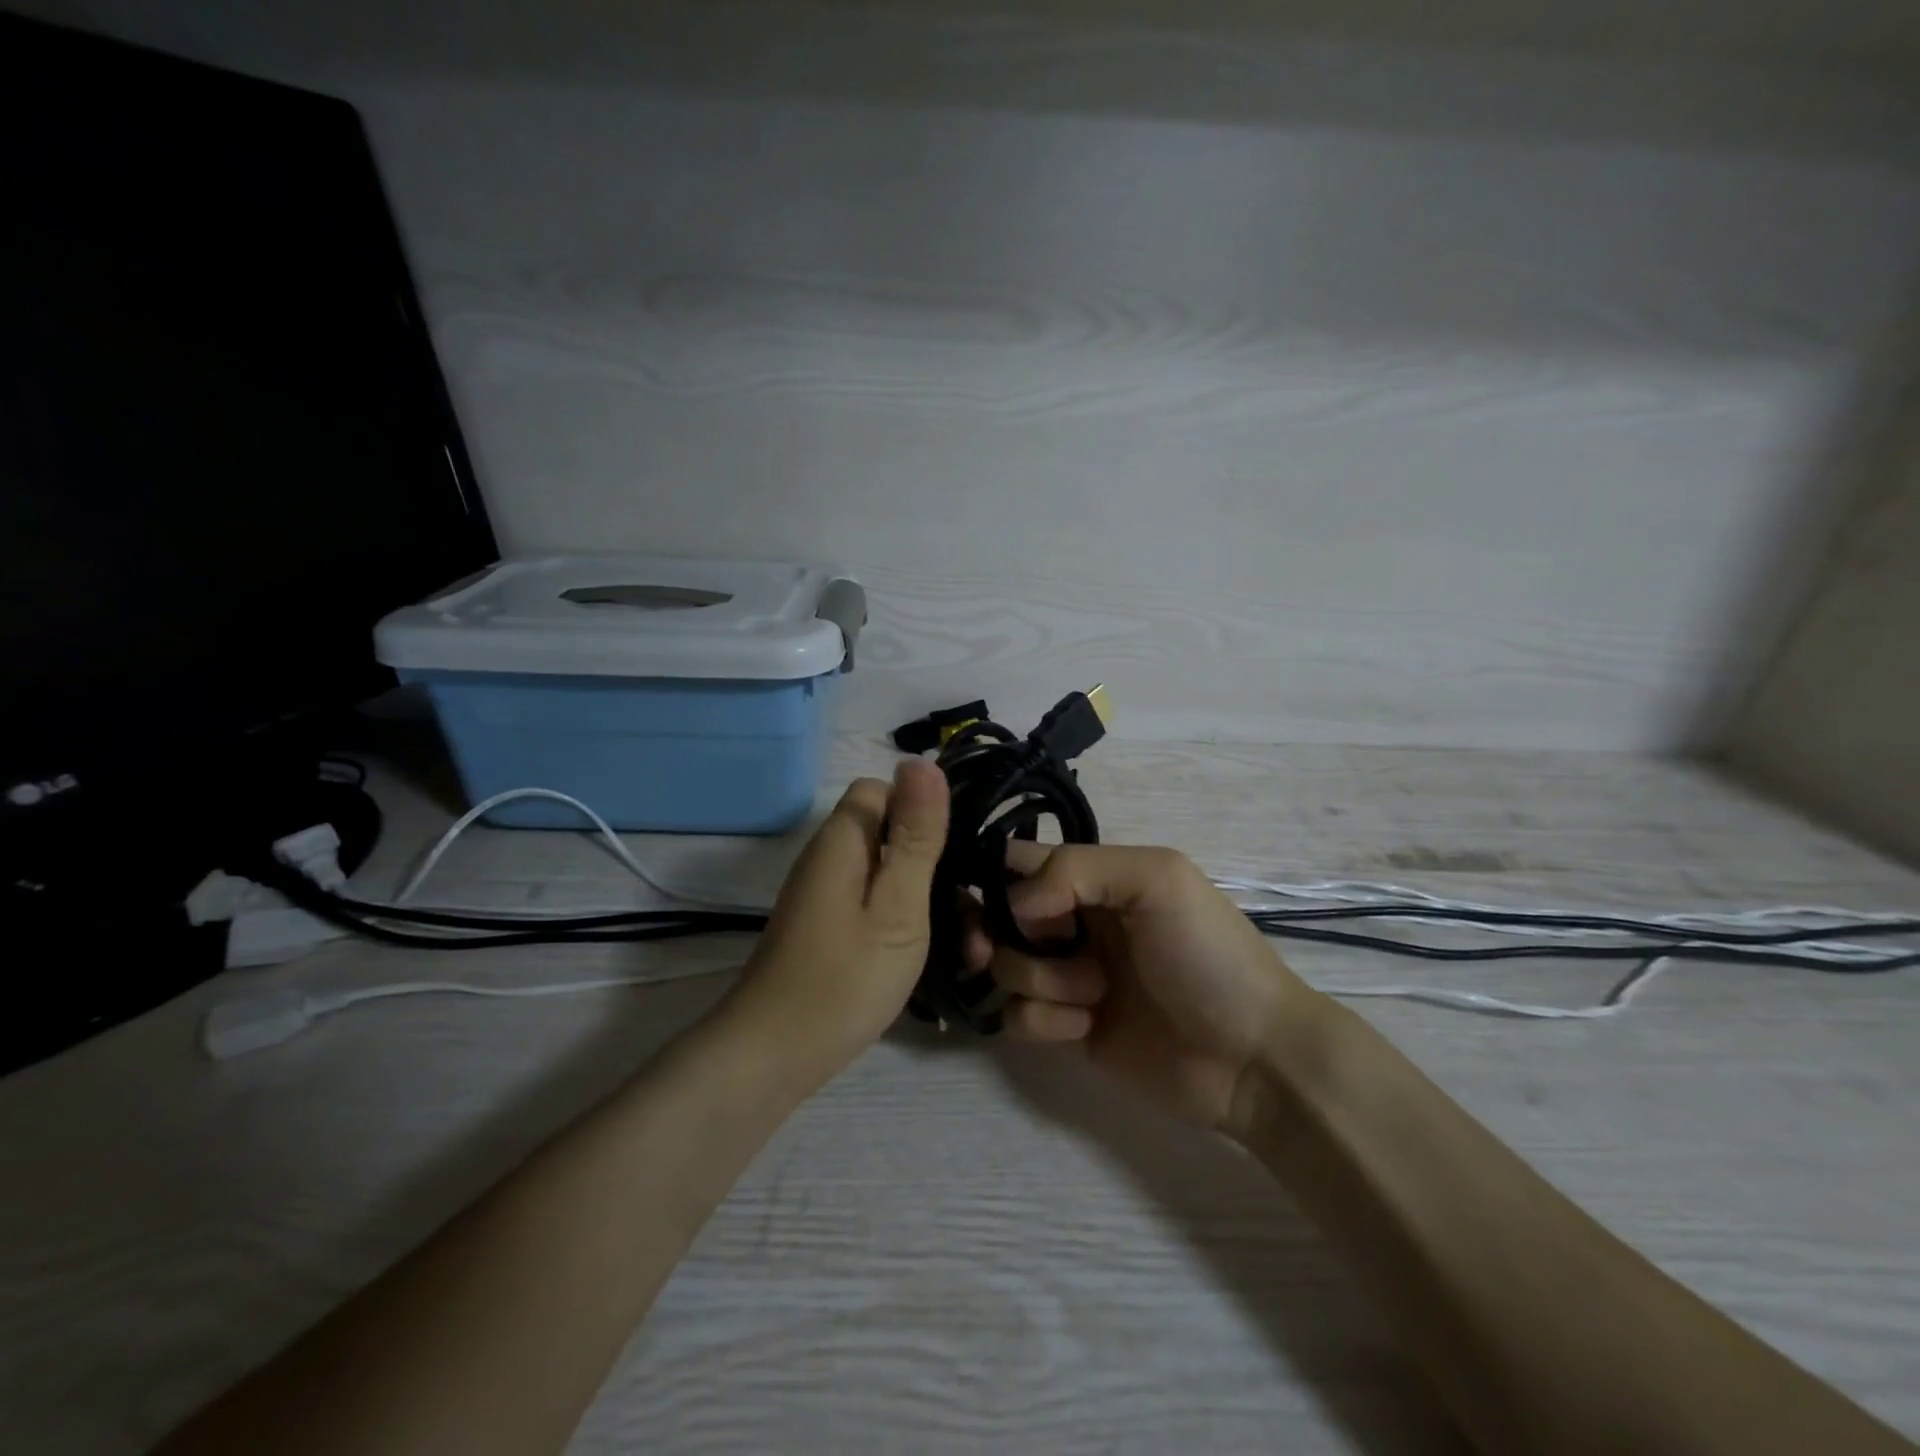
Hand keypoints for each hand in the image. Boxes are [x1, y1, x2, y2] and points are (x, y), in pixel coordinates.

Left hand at [731, 759, 949, 1081]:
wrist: (774, 1057)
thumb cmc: (844, 978)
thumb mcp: (897, 905)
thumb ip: (915, 836)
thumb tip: (921, 760)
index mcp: (843, 840)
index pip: (884, 790)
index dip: (924, 810)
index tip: (960, 852)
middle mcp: (831, 858)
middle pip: (893, 835)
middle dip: (940, 869)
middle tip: (978, 920)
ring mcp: (827, 896)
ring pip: (890, 876)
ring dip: (932, 905)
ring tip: (973, 953)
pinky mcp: (829, 928)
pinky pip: (877, 907)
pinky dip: (909, 926)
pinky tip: (939, 962)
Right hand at [968, 843, 1316, 1133]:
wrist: (1252, 1058)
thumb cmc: (1209, 956)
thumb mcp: (1157, 879)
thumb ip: (1075, 869)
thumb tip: (1013, 904)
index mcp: (1096, 879)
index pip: (1021, 861)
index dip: (998, 877)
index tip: (998, 900)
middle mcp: (1075, 921)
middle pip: (999, 915)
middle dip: (994, 931)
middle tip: (1002, 949)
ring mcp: (1070, 976)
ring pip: (1006, 967)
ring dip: (1038, 979)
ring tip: (1092, 992)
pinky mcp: (1067, 1028)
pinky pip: (1018, 1017)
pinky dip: (1044, 1021)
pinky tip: (1086, 1028)